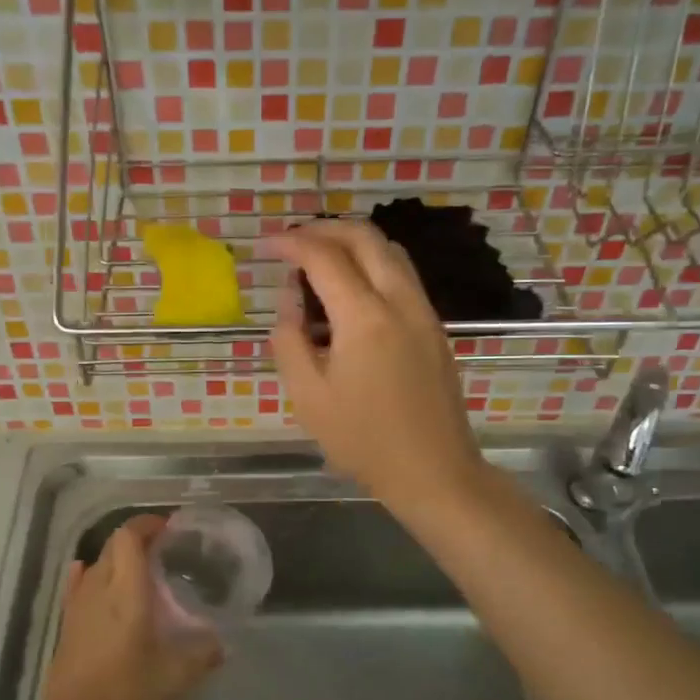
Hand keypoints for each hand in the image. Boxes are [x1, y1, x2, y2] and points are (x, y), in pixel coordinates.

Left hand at [38, 515, 222, 699]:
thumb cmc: (128, 697)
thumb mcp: (176, 677)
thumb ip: (202, 654)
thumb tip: (222, 643)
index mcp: (126, 592)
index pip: (129, 537)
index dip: (147, 524)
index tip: (168, 527)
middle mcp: (98, 589)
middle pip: (113, 546)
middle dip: (136, 539)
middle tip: (163, 550)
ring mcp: (77, 607)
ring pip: (96, 564)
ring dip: (117, 558)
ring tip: (140, 571)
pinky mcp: (66, 626)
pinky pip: (77, 586)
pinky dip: (89, 574)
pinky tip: (92, 578)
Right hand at [267, 220, 485, 509]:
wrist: (433, 470)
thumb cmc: (363, 440)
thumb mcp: (308, 396)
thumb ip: (290, 338)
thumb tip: (289, 298)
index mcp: (365, 318)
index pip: (324, 257)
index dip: (291, 243)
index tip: (265, 245)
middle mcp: (400, 301)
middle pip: (364, 237)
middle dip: (323, 229)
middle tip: (291, 242)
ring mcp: (424, 312)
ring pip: (390, 250)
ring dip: (352, 242)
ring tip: (318, 259)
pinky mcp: (434, 327)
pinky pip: (402, 275)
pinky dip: (372, 263)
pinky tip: (350, 288)